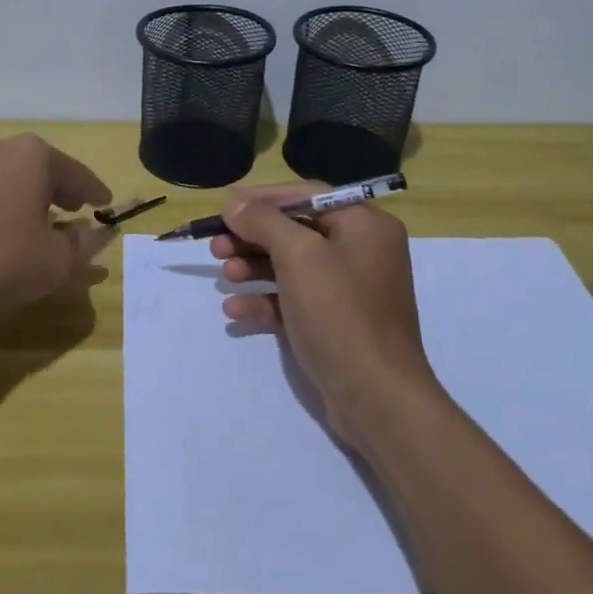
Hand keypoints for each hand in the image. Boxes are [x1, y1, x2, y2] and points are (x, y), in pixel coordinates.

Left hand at [0, 135, 115, 318]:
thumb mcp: (53, 263)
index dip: (94, 191)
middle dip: (58, 190)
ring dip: (23, 199)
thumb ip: (81, 246)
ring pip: (5, 180)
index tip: (106, 203)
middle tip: (73, 209)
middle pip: (38, 169)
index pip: (76, 173)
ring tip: (32, 224)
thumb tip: (93, 233)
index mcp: (32, 156)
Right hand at [212, 184, 445, 449]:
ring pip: (291, 266)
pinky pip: (294, 300)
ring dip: (253, 268)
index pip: (307, 195)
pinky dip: (266, 301)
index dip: (263, 199)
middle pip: (296, 230)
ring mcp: (348, 290)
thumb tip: (234, 203)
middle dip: (252, 237)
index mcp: (365, 225)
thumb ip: (263, 222)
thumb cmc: (340, 314)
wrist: (376, 398)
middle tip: (216, 247)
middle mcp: (361, 251)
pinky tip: (236, 311)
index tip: (224, 208)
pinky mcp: (335, 323)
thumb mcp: (299, 256)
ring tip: (225, 277)